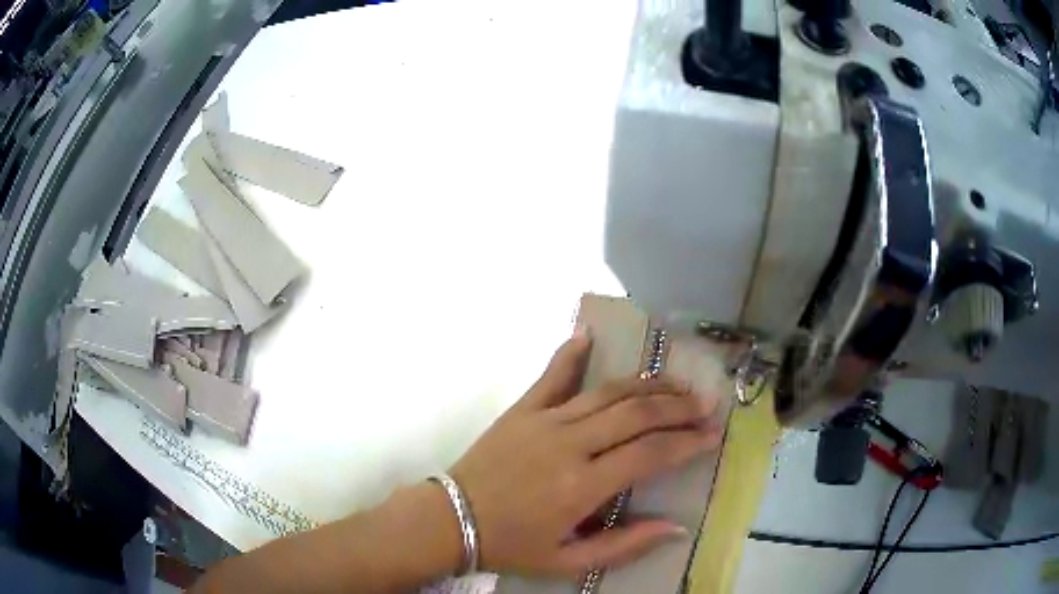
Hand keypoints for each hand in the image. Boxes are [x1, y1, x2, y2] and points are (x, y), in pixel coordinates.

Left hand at [449, 330, 723, 577]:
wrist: (449, 521)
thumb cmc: (510, 546)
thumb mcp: (568, 561)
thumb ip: (625, 545)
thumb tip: (676, 527)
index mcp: (582, 486)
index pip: (650, 453)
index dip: (687, 442)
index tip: (712, 434)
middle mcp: (569, 445)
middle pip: (637, 413)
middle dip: (679, 407)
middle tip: (706, 404)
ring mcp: (543, 420)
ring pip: (607, 392)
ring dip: (647, 384)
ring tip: (676, 383)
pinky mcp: (521, 410)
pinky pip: (552, 376)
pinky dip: (571, 354)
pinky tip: (589, 335)